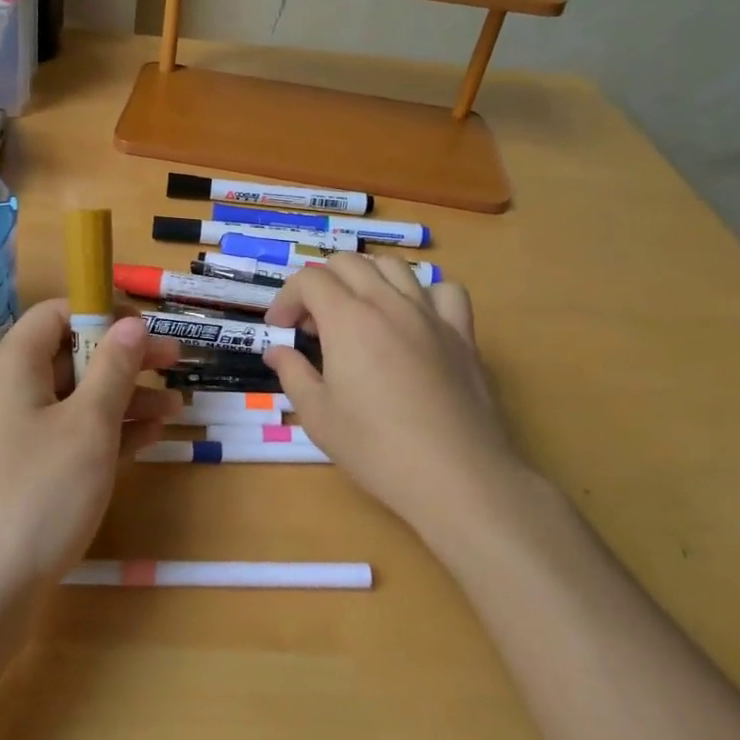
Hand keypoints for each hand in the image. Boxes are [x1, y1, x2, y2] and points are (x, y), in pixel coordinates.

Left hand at [0, 299, 179, 602]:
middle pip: (70, 355)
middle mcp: (9, 391)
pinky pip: (69, 434)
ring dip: (124, 398)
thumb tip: (132, 323)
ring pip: (75, 398)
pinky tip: (150, 437)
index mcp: (13, 366)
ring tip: (176, 407)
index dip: (103, 313)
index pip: (56, 314)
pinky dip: (106, 431)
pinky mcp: (24, 471)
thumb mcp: (88, 426)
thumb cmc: (38, 494)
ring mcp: (15, 434)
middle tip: (175, 364)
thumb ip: (114, 369)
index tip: (147, 329)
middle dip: (124, 359)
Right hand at [263, 256, 528, 544]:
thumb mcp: (318, 416)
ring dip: (366, 279)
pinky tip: (414, 319)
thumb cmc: (376, 448)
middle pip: (348, 262)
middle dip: (320, 283)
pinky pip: (444, 291)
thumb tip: (276, 351)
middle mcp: (388, 303)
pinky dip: (423, 293)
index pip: (308, 279)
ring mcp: (430, 314)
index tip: (279, 328)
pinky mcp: (462, 333)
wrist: (455, 477)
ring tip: (358, 313)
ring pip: (394, 266)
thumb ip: (292, 373)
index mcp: (348, 318)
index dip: (285, 297)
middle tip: (313, 324)